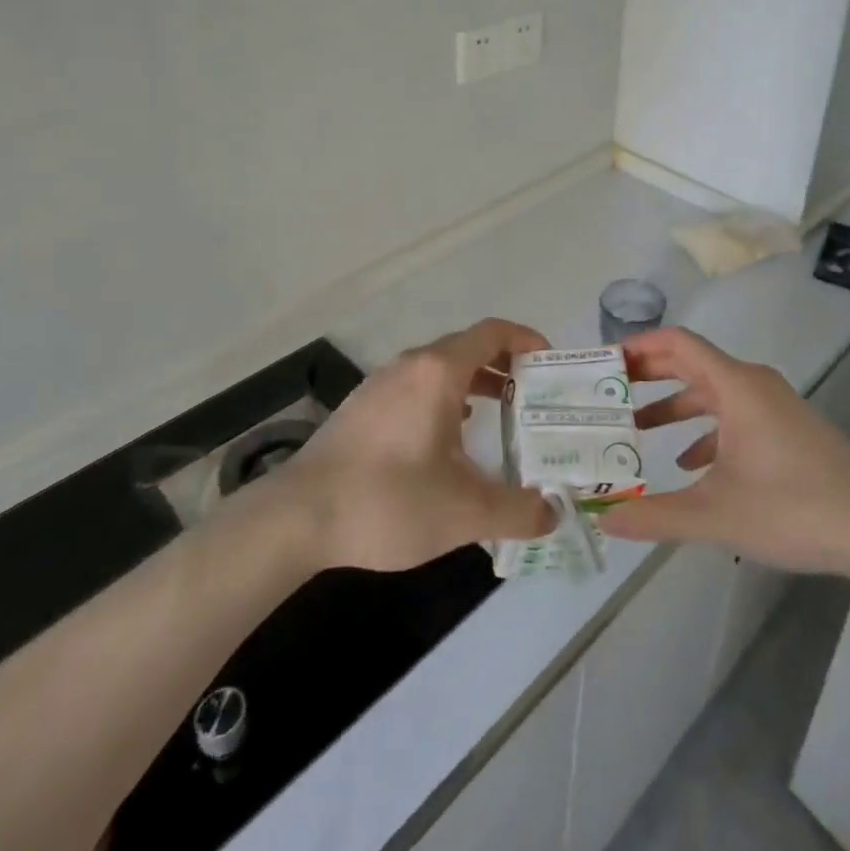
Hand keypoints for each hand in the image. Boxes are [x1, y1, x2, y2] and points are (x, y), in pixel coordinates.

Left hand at [273, 319, 556, 571]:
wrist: (296, 517)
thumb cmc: (387, 501)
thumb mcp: (464, 511)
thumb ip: (517, 510)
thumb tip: (553, 513)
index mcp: (439, 372)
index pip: (493, 332)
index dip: (527, 340)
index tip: (550, 364)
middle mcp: (411, 365)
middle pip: (468, 347)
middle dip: (505, 365)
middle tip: (533, 396)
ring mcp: (381, 383)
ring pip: (439, 368)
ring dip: (473, 382)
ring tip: (498, 414)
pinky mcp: (362, 407)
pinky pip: (416, 386)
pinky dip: (444, 397)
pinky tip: (447, 438)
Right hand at [596, 326, 849, 576]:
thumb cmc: (793, 508)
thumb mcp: (716, 515)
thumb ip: (655, 516)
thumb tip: (603, 518)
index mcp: (735, 386)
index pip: (678, 343)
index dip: (638, 346)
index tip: (605, 362)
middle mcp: (753, 383)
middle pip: (691, 362)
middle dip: (649, 374)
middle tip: (610, 390)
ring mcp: (774, 405)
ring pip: (713, 392)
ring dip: (674, 406)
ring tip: (638, 428)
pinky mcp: (787, 427)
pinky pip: (735, 414)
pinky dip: (706, 429)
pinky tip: (689, 464)